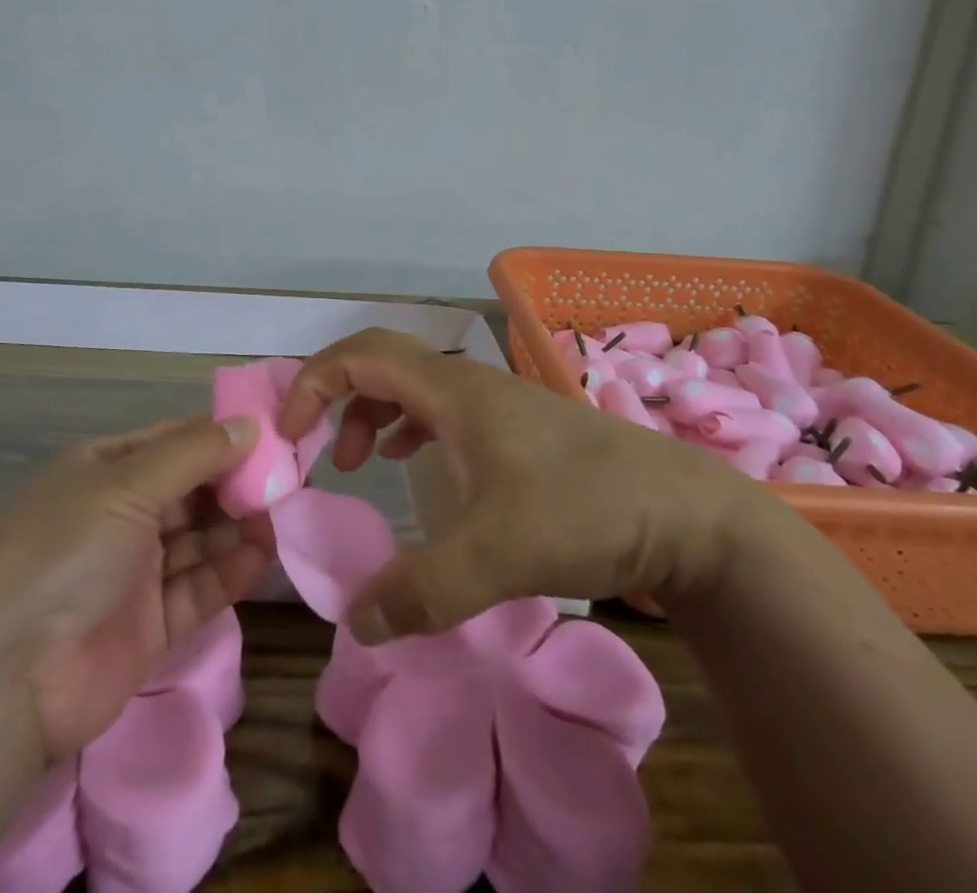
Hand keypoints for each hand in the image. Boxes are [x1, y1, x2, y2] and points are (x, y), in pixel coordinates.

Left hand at [0, 415, 271, 761]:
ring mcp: (132, 572)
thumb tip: (251, 425)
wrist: (1, 678)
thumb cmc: (63, 550)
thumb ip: (193, 454)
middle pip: (190, 490)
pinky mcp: (147, 626)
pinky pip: (196, 589)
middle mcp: (118, 515)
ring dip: (238, 526)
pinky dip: (228, 572)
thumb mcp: (125, 484)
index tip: (273, 433)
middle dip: (236, 482)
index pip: (173, 441)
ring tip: (284, 514)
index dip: (221, 436)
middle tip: (290, 478)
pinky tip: (262, 555)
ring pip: (198, 539)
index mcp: (103, 470)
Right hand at [278, 328, 778, 642]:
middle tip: (316, 449)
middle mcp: (468, 383)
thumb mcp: (499, 556)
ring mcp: (495, 403)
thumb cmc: (586, 510)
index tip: (290, 433)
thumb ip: (422, 591)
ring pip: (411, 384)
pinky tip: (410, 460)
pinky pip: (440, 408)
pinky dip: (407, 425)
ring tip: (358, 461)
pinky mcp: (515, 428)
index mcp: (453, 389)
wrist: (686, 514)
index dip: (313, 382)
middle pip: (381, 362)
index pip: (360, 356)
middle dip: (336, 395)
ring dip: (371, 411)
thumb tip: (353, 621)